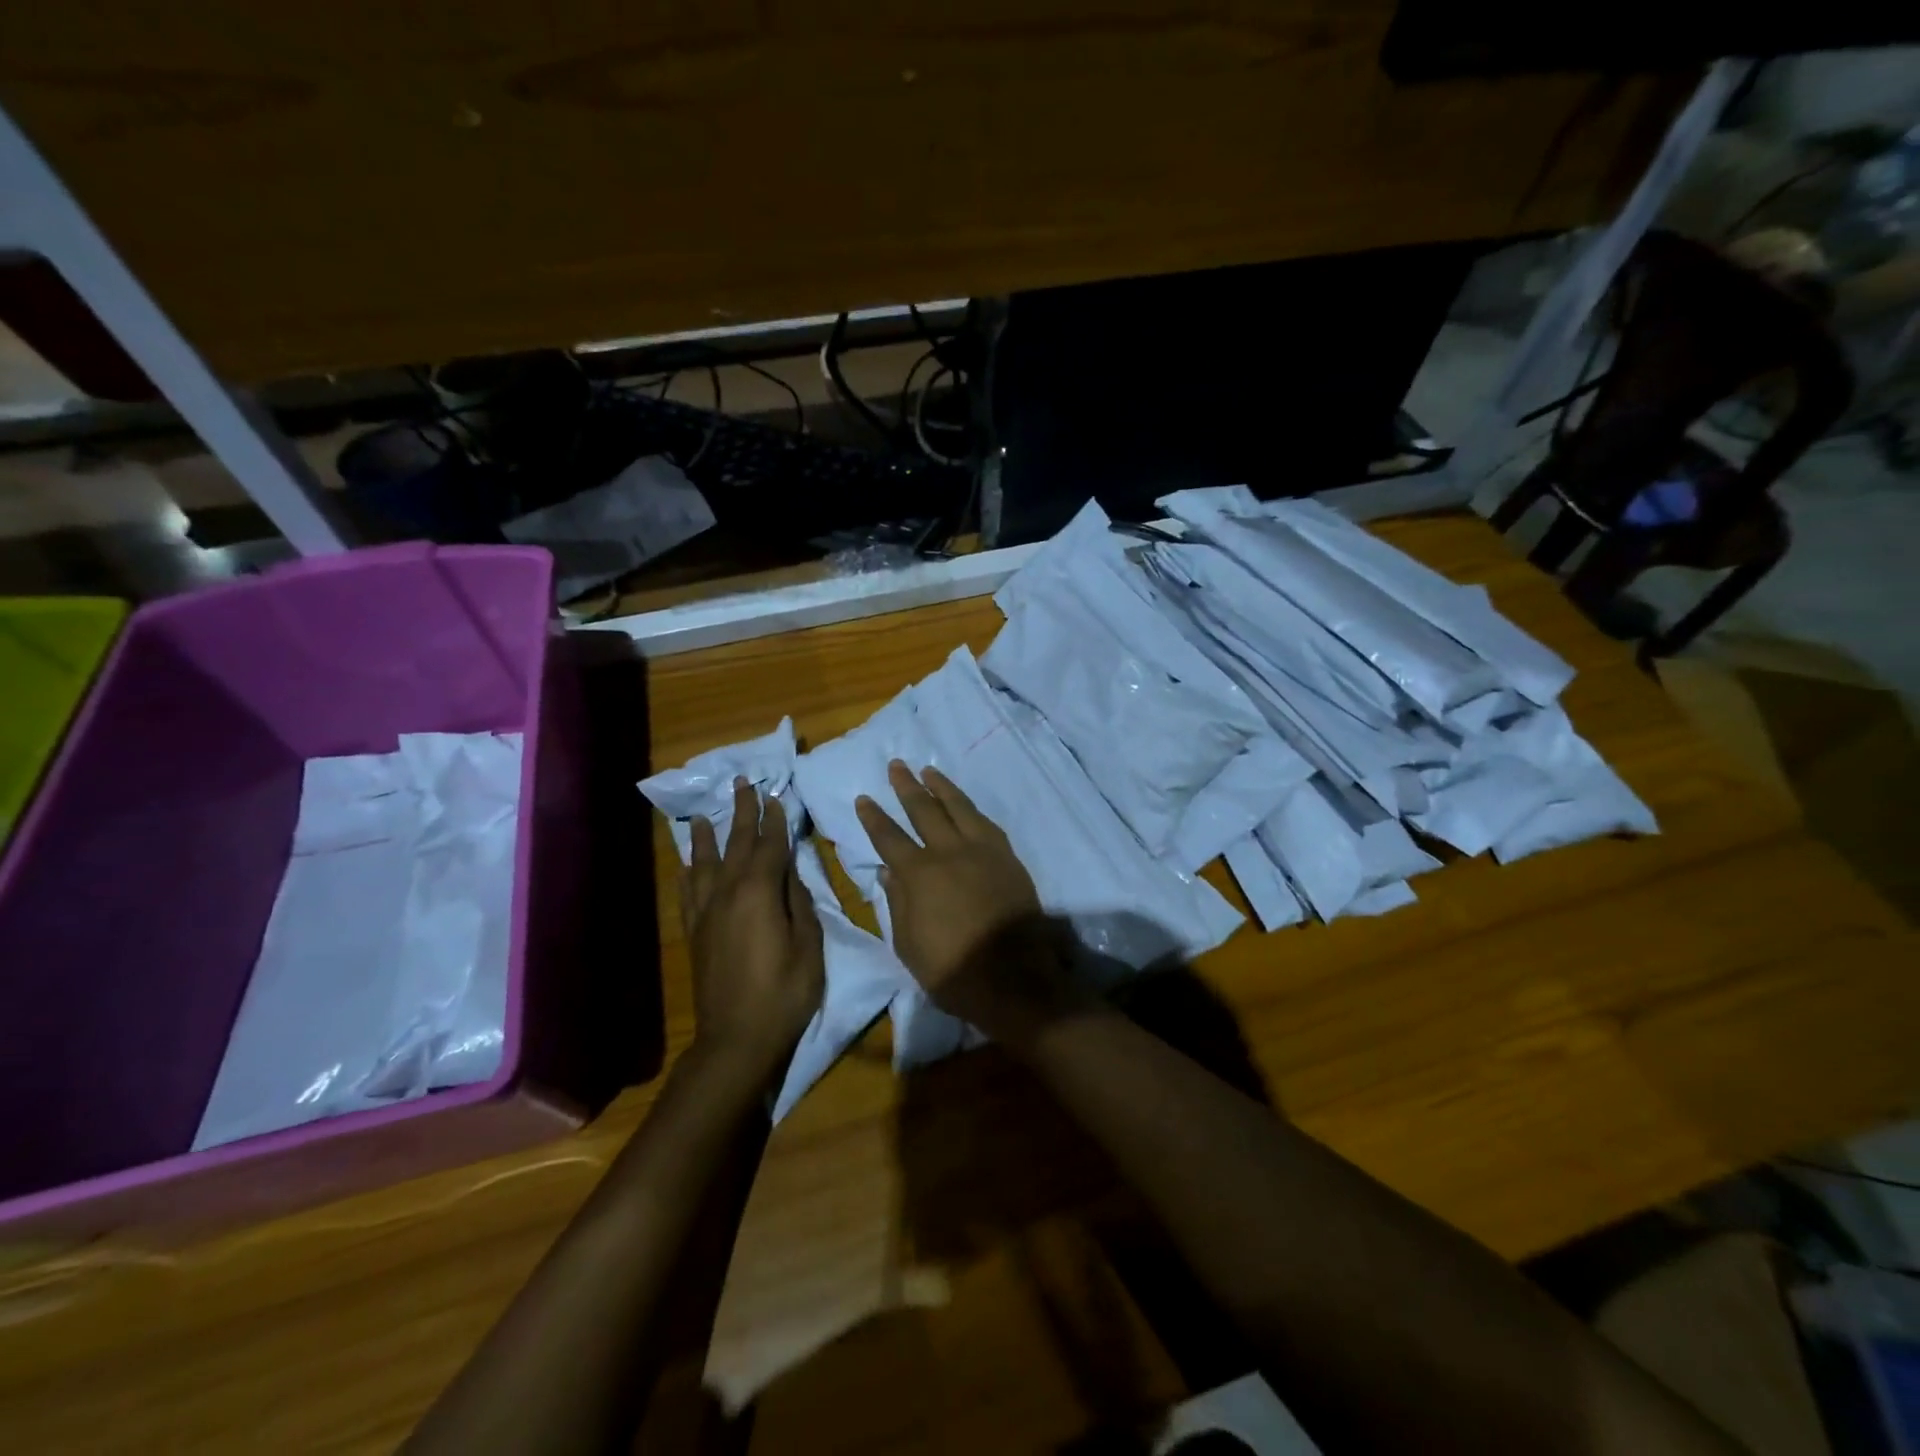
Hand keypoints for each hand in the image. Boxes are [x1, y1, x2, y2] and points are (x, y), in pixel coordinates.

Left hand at [683, 779, 824, 1079]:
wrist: (737, 1038)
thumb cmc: (785, 993)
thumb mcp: (809, 946)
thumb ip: (800, 904)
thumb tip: (791, 876)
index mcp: (760, 893)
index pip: (769, 846)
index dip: (775, 820)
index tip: (776, 796)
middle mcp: (728, 894)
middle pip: (735, 845)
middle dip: (742, 813)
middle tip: (742, 784)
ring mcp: (707, 913)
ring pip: (705, 864)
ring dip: (709, 836)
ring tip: (707, 814)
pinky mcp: (695, 933)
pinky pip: (688, 893)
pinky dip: (689, 872)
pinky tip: (688, 863)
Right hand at [855, 762, 1089, 1048]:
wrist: (1015, 979)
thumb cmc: (953, 970)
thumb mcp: (909, 946)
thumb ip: (897, 904)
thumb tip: (888, 872)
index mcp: (920, 875)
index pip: (889, 838)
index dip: (874, 818)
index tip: (864, 798)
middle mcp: (950, 852)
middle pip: (924, 811)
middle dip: (906, 787)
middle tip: (896, 765)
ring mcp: (983, 852)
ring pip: (959, 808)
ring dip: (942, 787)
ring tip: (929, 771)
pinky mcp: (1009, 859)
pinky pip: (986, 824)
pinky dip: (971, 810)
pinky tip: (965, 805)